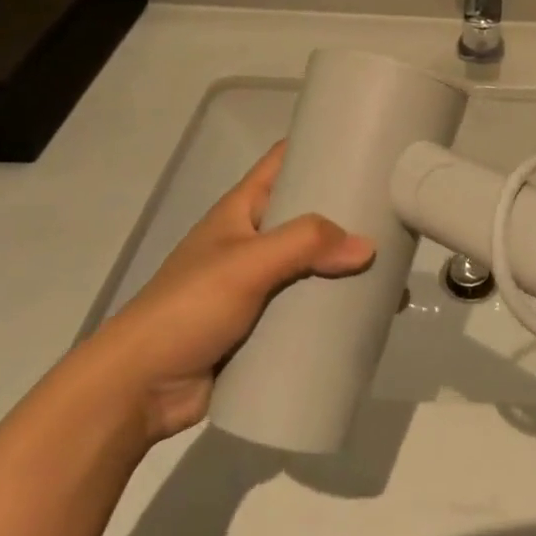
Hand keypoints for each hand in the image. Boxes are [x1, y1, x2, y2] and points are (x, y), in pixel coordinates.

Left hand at [87, 143, 373, 440]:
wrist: (138, 391)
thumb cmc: (187, 308)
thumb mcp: (246, 264)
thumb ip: (305, 245)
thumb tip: (369, 247)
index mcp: (243, 210)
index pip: (286, 161)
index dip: (322, 147)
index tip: (368, 145)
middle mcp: (255, 240)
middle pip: (311, 214)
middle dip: (351, 212)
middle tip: (397, 210)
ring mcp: (261, 284)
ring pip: (316, 263)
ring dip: (350, 264)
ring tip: (397, 266)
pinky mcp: (266, 325)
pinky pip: (311, 306)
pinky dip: (339, 306)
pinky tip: (374, 312)